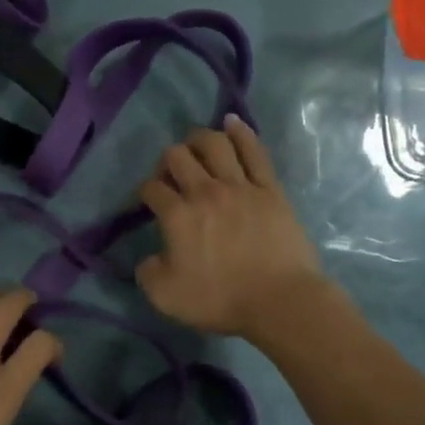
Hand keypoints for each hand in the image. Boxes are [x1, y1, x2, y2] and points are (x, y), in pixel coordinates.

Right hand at [136, 116, 328, 339]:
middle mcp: (204, 192)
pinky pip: (254, 151)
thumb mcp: (165, 297)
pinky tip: (231, 122)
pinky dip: (241, 132)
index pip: (151, 189)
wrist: (280, 301)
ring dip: (198, 139)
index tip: (149, 202)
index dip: (145, 192)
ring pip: (214, 144)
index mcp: (176, 216)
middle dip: (167, 161)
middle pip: (177, 157)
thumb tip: (149, 258)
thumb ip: (147, 272)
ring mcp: (239, 186)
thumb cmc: (221, 300)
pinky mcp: (269, 188)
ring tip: (195, 145)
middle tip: (171, 176)